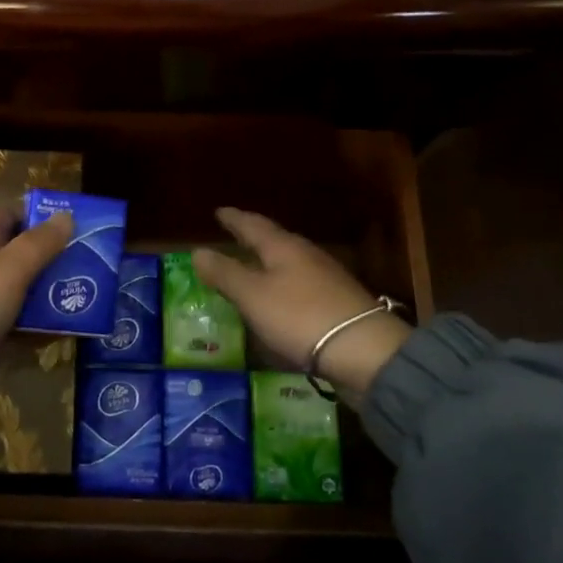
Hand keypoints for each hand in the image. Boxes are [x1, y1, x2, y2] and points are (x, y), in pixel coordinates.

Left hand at [0, 205, 71, 390]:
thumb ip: (39, 243)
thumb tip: (66, 215)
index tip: (66, 224)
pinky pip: (19, 325)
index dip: (33, 215)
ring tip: (87, 296)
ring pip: (23, 291)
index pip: (5, 215)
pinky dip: (41, 327)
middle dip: (51, 257)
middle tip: (87, 264)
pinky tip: (68, 329)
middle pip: (19, 254)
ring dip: (50, 293)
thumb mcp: (9, 268)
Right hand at [192, 208, 411, 393]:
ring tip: (253, 265)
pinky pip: (300, 284)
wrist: (364, 351)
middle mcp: (306, 255)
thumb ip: (225, 274)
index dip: (234, 219)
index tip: (219, 211)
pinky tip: (280, 297)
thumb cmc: (300, 317)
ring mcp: (326, 279)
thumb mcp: (253, 296)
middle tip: (234, 234)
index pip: (253, 225)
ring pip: (289, 262)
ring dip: (268, 261)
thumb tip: (198, 251)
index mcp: (283, 247)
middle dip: (253, 237)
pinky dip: (283, 284)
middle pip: (275, 240)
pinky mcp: (337, 303)